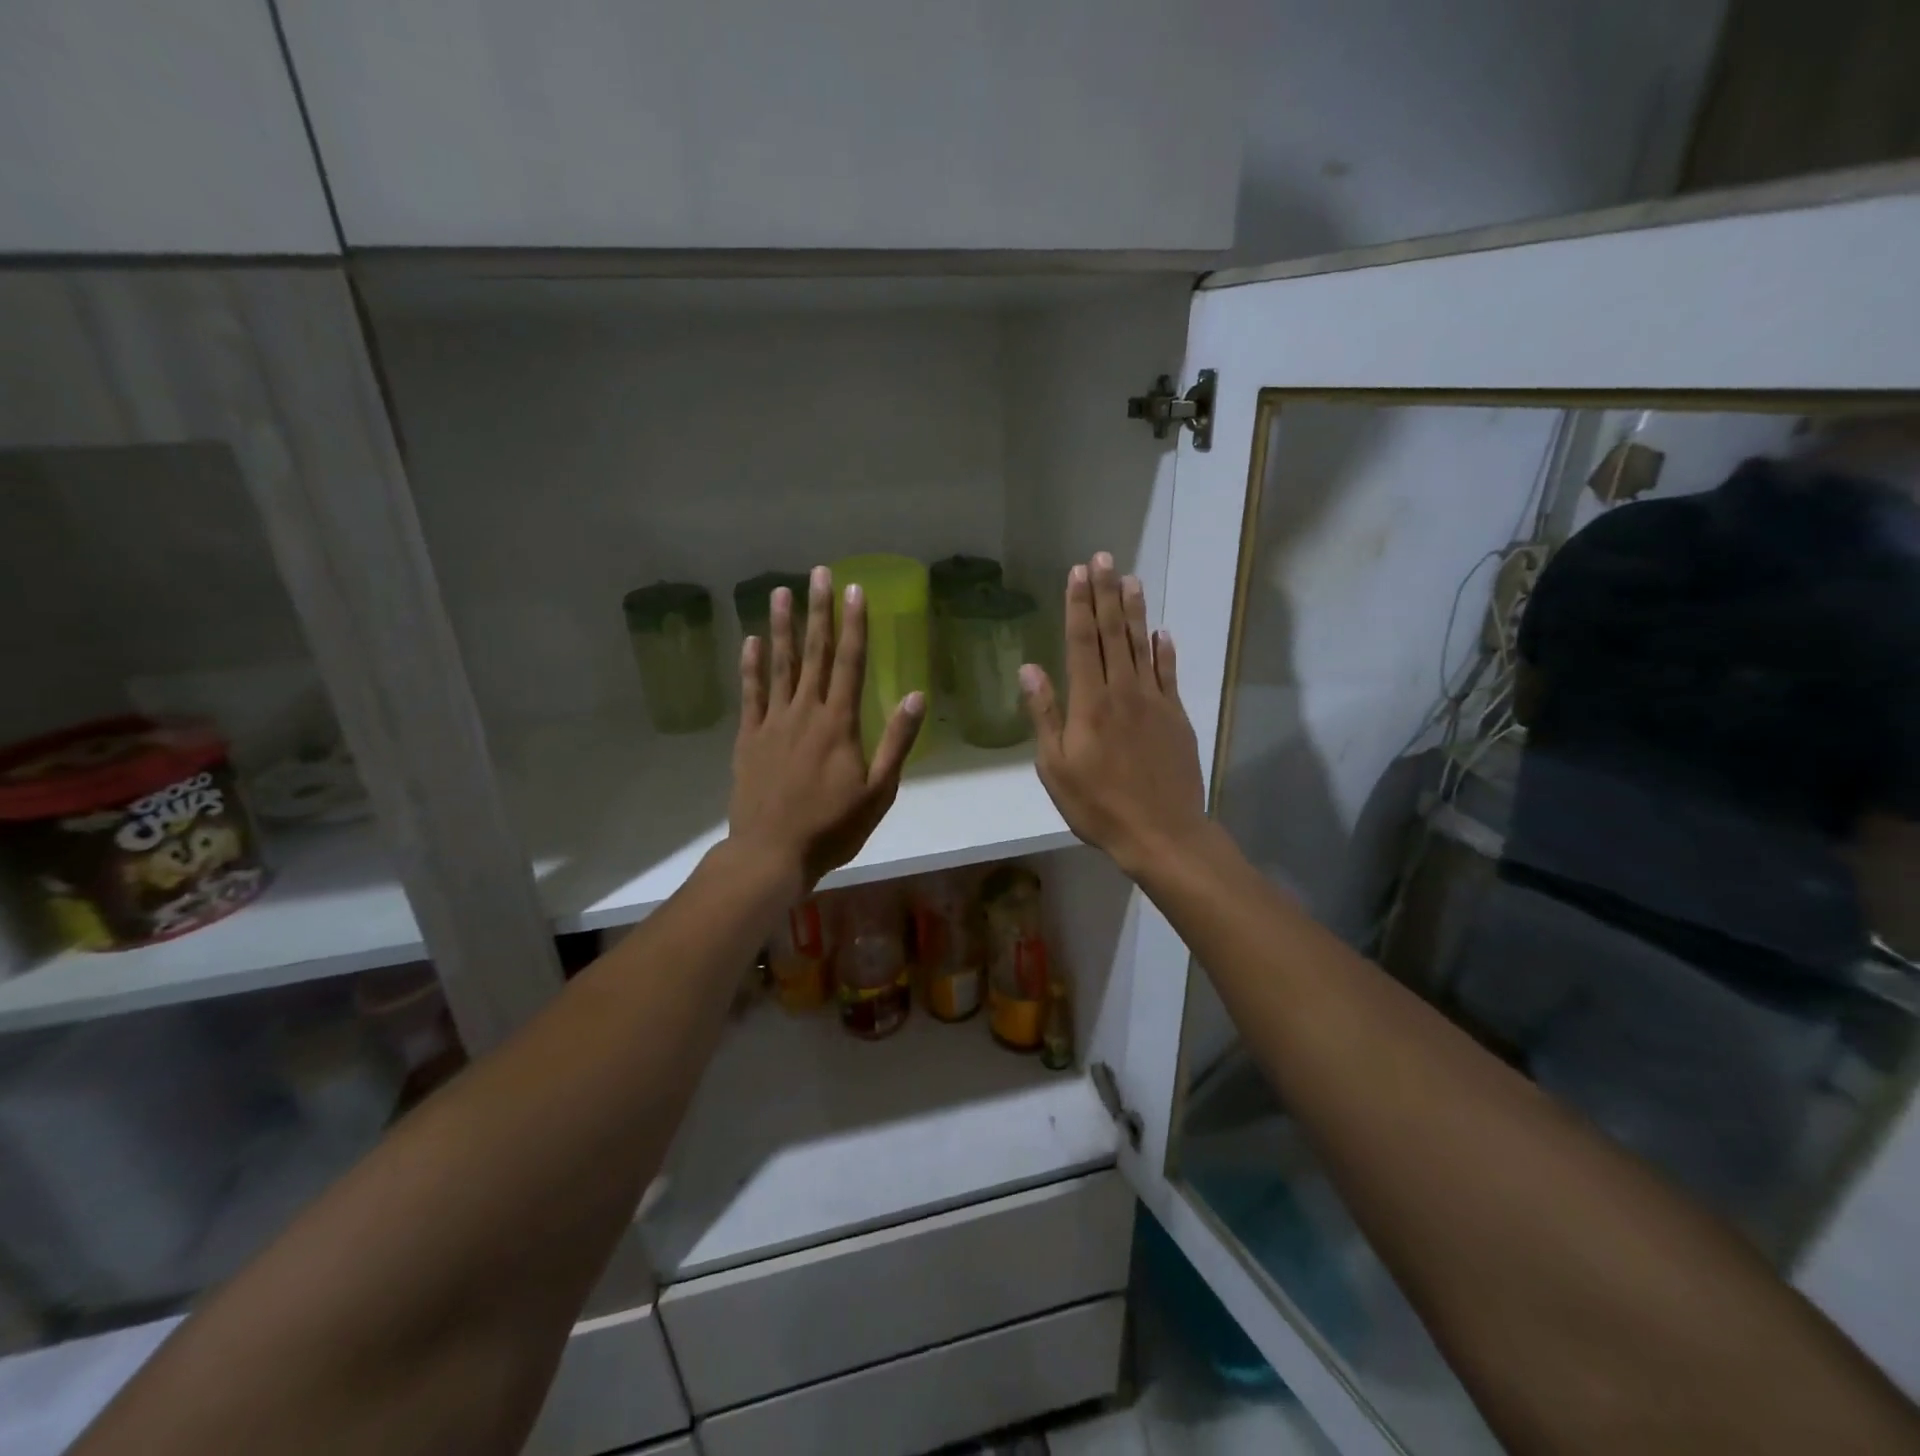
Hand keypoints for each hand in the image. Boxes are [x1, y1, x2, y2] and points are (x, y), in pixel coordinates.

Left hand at [728, 566, 925, 890]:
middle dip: (819, 612)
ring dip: (782, 627)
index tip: (855, 590)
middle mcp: (805, 712)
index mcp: (839, 723)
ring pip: (779, 665)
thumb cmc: (832, 827)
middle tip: (819, 574)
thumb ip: (897, 741)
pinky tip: (752, 642)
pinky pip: (751, 694)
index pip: (849, 663)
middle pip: (814, 653)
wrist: (771, 853)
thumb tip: (916, 695)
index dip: (854, 625)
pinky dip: (752, 666)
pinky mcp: (749, 738)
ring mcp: (772, 722)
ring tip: (780, 592)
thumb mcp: (879, 791)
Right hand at [1021, 554, 1208, 877]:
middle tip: (1103, 558)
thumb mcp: (1055, 767)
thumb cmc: (1098, 805)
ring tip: (1130, 579)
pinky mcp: (1176, 716)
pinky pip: (1169, 674)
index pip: (1082, 642)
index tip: (1077, 573)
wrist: (1161, 832)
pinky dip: (1164, 650)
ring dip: (1134, 611)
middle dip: (1106, 593)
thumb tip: (1029, 669)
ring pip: (1142, 646)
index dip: (1078, 605)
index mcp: (1089, 702)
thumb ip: (1044, 715)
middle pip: (1113, 633)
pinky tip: (1162, 632)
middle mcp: (1123, 691)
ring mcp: (1154, 701)